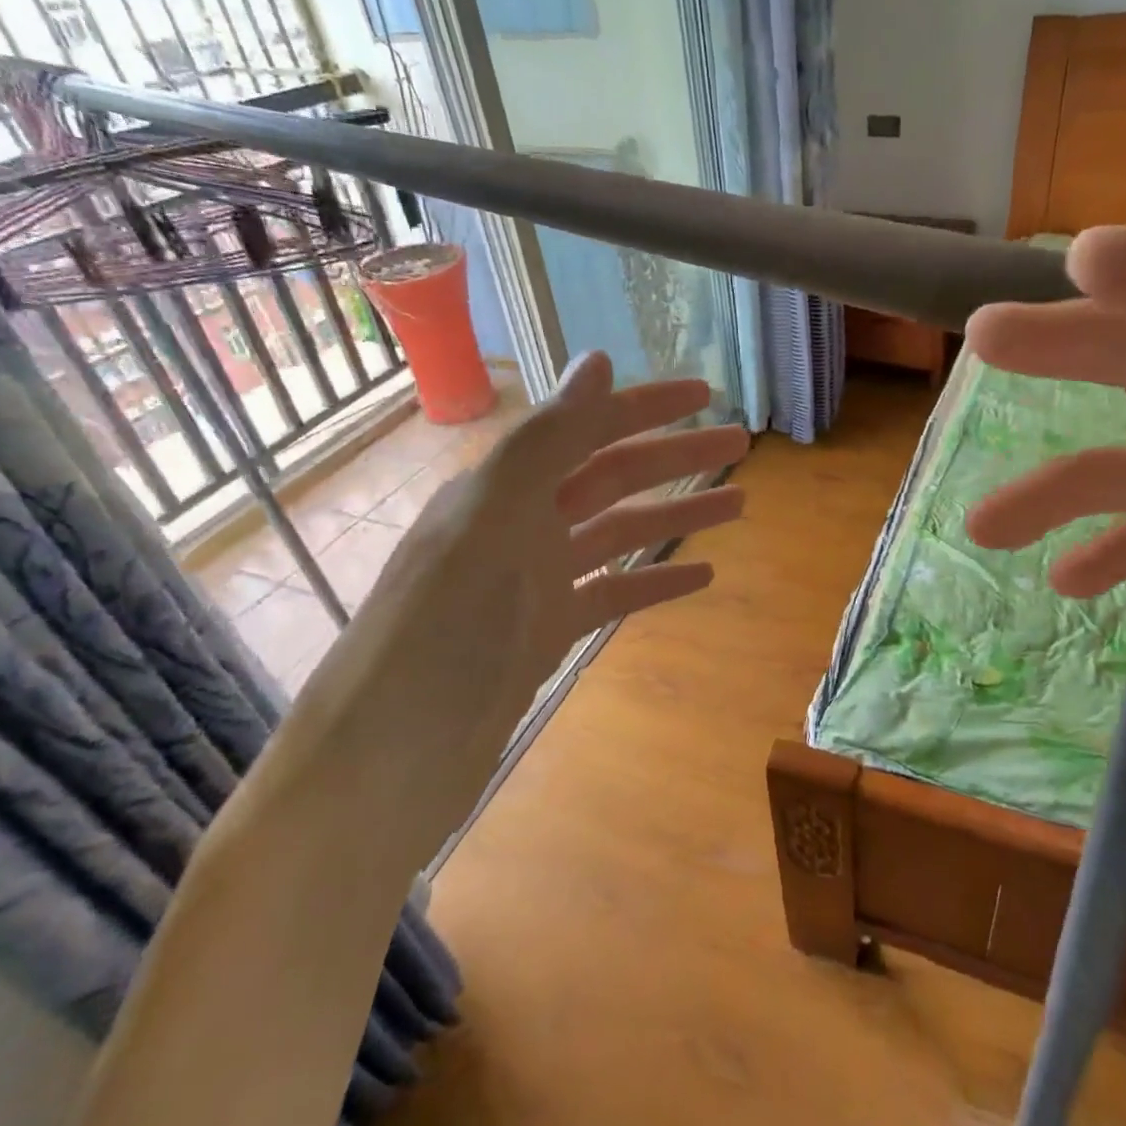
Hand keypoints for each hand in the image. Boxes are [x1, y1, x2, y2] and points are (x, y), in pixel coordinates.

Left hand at [291, 352, 747, 862]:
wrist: (385, 764)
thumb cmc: (441, 631)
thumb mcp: (494, 518)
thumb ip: (548, 440)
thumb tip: (600, 360)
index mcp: (501, 487)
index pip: (586, 428)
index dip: (646, 407)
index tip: (707, 393)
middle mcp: (517, 524)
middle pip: (611, 477)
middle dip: (675, 458)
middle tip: (740, 444)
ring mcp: (532, 583)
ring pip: (618, 533)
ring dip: (676, 515)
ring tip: (739, 504)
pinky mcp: (543, 635)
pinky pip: (610, 594)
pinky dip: (654, 581)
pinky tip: (700, 576)